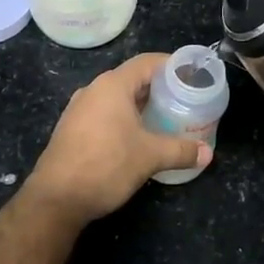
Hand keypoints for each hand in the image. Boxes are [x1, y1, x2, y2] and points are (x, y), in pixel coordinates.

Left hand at [21, 52, 210, 225]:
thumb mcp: (150, 157)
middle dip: (159, 87)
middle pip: (133, 78)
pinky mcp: (72, 129)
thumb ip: (181, 150)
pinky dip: (124, 117)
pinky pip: (104, 113)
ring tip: (165, 117)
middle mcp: (94, 90)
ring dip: (141, 104)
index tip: (193, 75)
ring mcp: (79, 109)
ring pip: (118, 97)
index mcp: (112, 85)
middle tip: (185, 99)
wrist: (55, 200)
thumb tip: (208, 154)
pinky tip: (137, 136)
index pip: (147, 62)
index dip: (172, 65)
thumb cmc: (106, 166)